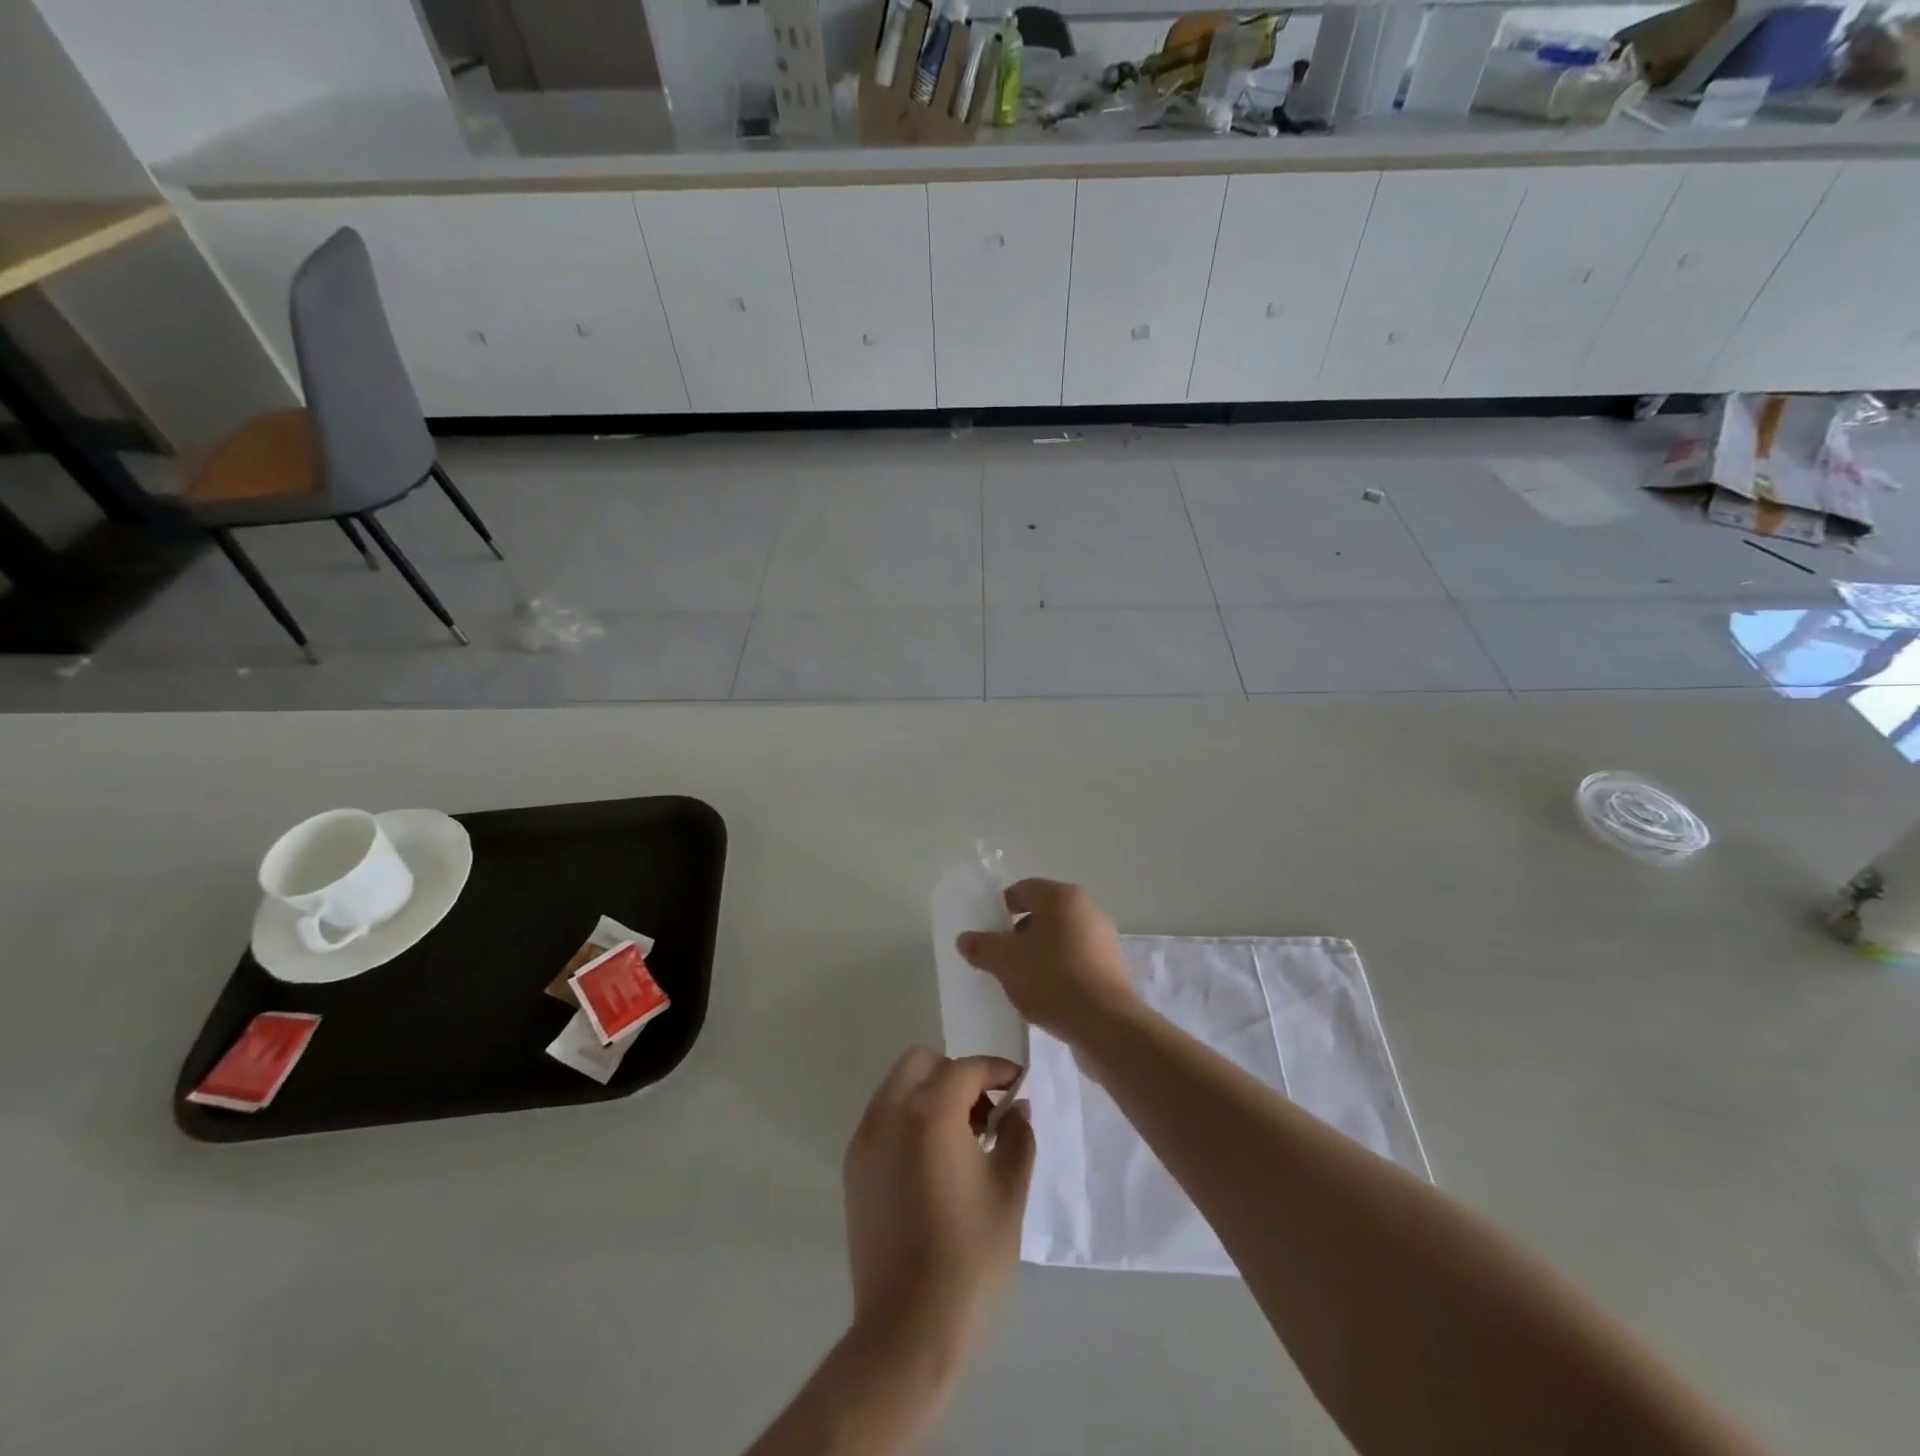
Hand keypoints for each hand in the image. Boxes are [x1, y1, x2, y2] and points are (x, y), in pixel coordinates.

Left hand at [843, 1049, 1034, 1357]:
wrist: (907, 1332)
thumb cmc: (969, 1258)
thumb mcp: (1009, 1192)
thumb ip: (1017, 1136)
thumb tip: (1017, 1108)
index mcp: (929, 1113)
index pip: (966, 1068)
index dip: (997, 1071)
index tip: (1018, 1085)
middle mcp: (889, 1114)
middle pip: (923, 1063)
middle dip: (957, 1075)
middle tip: (985, 1113)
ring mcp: (865, 1140)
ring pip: (898, 1086)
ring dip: (932, 1094)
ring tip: (963, 1141)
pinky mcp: (854, 1168)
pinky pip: (884, 1118)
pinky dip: (909, 1118)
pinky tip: (934, 1163)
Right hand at [956, 879, 1137, 1041]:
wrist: (1105, 1023)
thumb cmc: (1052, 979)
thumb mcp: (1005, 961)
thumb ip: (982, 946)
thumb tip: (965, 938)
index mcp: (1062, 897)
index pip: (1023, 889)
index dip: (1000, 908)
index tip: (987, 933)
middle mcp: (1088, 909)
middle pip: (1043, 913)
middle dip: (1018, 934)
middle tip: (1000, 958)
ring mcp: (1104, 938)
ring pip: (1060, 938)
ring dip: (1038, 953)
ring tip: (1021, 980)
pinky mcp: (1112, 966)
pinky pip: (1076, 959)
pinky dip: (1059, 969)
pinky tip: (1046, 994)